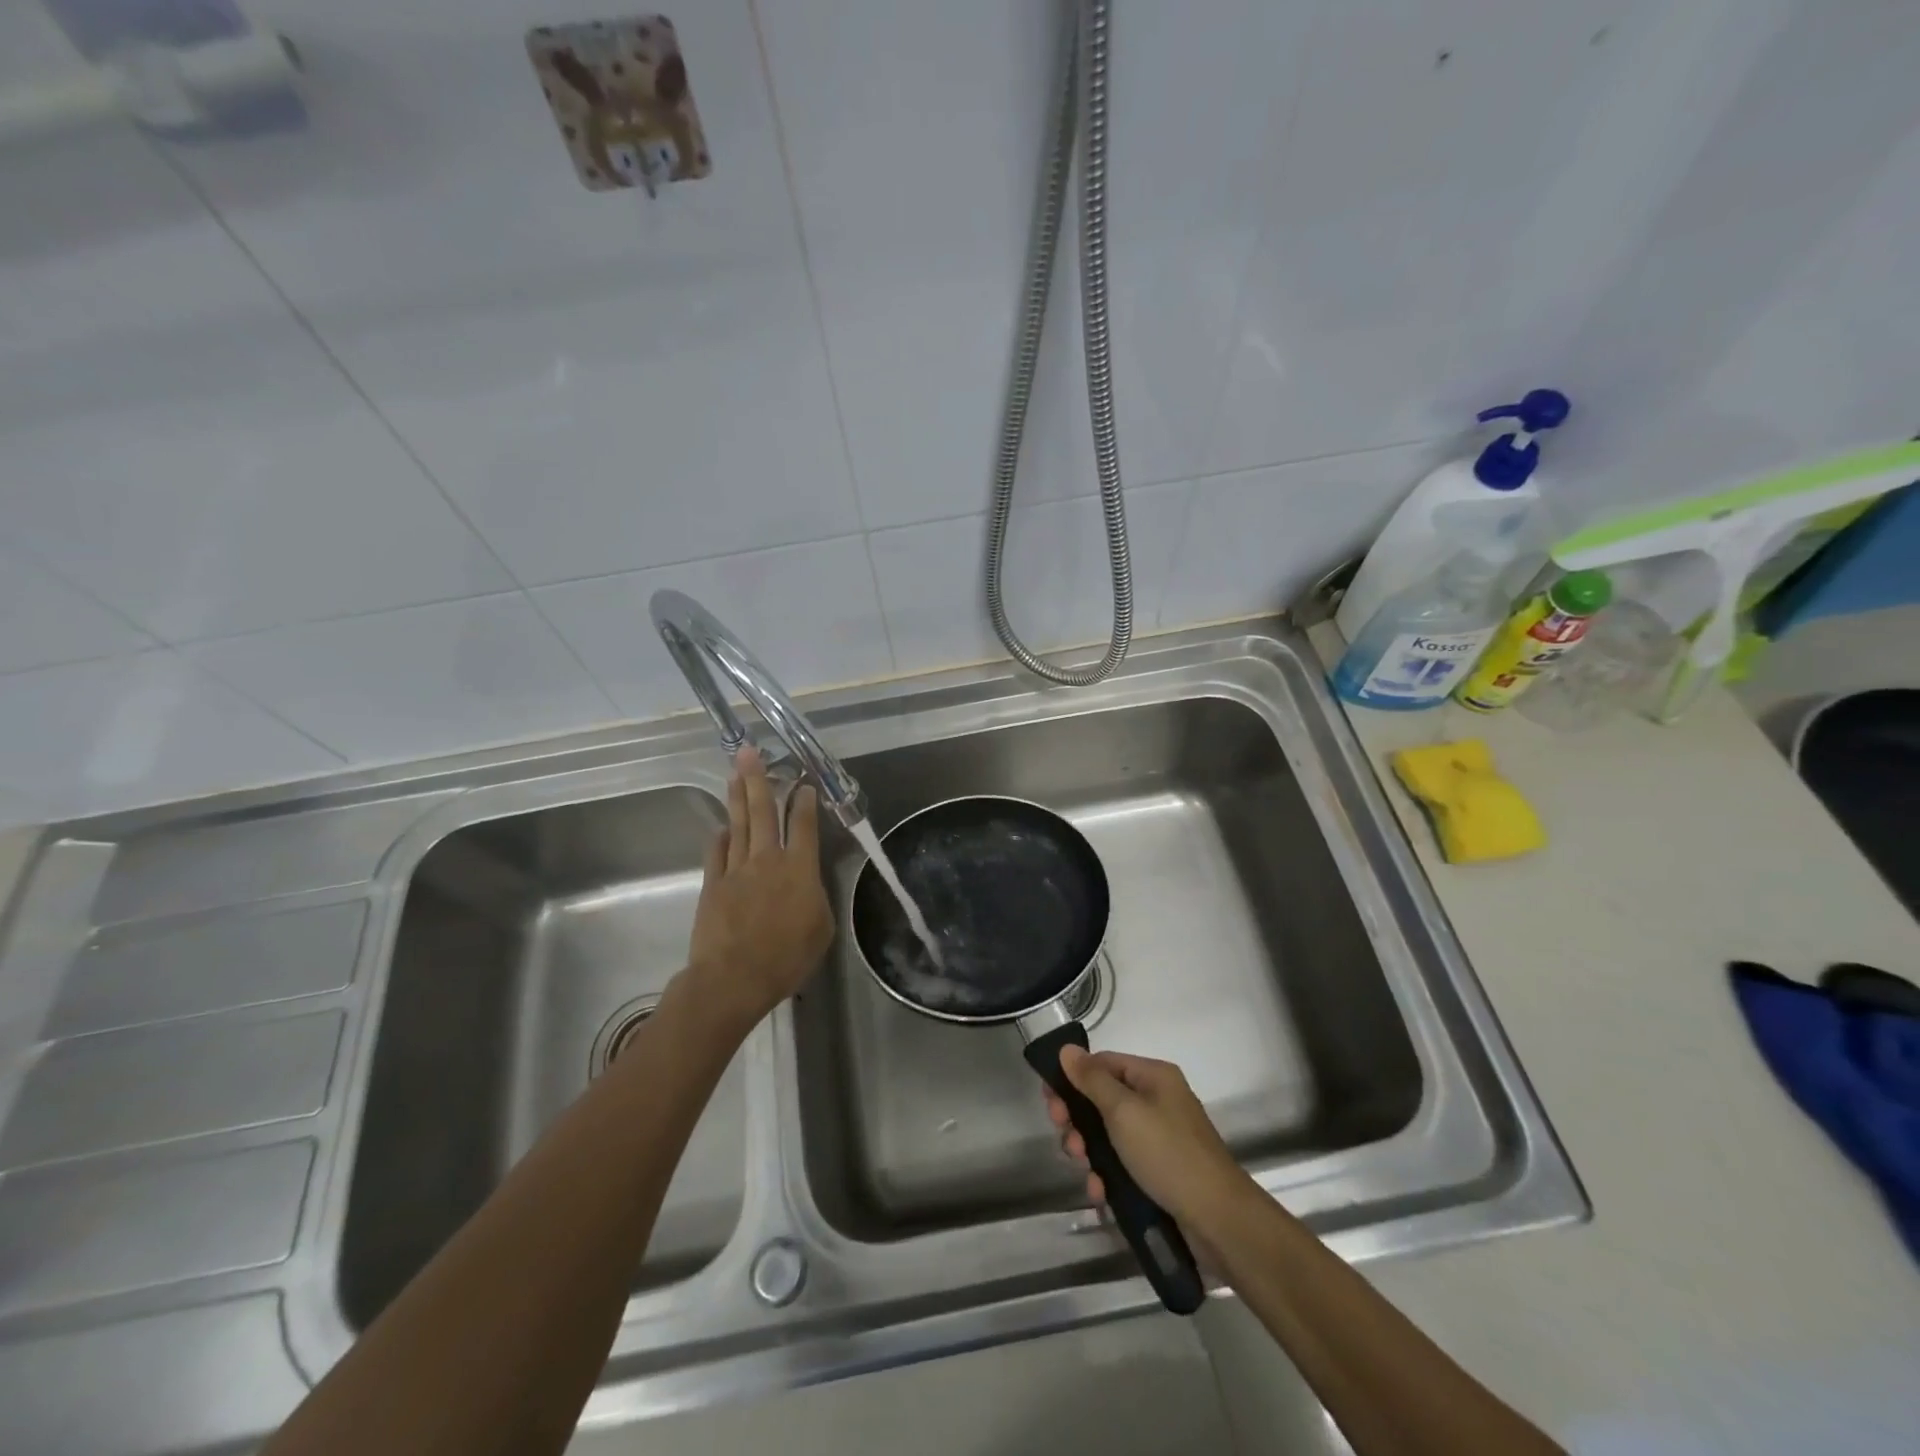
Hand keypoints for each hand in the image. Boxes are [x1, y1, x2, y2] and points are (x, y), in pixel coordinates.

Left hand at [683, 746, 833, 1028]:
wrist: (734, 977)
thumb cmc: (787, 957)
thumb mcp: (821, 929)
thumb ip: (816, 897)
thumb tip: (807, 883)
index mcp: (800, 868)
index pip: (803, 824)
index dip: (803, 801)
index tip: (803, 783)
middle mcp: (768, 859)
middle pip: (763, 812)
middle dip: (759, 779)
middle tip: (751, 752)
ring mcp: (737, 869)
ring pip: (739, 824)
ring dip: (738, 797)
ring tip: (736, 773)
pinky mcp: (714, 883)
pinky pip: (718, 851)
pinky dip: (721, 836)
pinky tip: (723, 825)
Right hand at [1044, 1046, 1251, 1235]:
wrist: (1218, 1220)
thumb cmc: (1168, 1154)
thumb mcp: (1124, 1111)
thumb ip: (1092, 1080)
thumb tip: (1067, 1049)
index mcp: (1153, 1077)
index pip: (1103, 1063)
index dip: (1073, 1078)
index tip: (1049, 1101)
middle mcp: (1156, 1101)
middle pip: (1102, 1100)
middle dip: (1078, 1120)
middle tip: (1068, 1141)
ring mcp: (1158, 1138)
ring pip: (1108, 1135)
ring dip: (1089, 1152)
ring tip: (1085, 1171)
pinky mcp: (1158, 1172)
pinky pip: (1122, 1164)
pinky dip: (1107, 1176)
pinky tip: (1100, 1194)